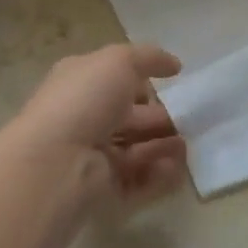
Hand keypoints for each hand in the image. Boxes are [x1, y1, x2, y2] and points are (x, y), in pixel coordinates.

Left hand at [5, 44, 187, 204]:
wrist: (57, 161)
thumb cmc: (85, 100)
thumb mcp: (118, 61)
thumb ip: (149, 58)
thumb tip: (174, 64)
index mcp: (80, 82)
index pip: (114, 79)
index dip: (141, 80)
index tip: (173, 83)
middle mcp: (83, 117)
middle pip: (127, 117)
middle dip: (159, 117)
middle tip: (190, 120)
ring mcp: (91, 156)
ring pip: (134, 150)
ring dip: (163, 146)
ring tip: (188, 146)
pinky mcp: (101, 189)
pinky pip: (136, 181)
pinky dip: (158, 175)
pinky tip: (175, 168)